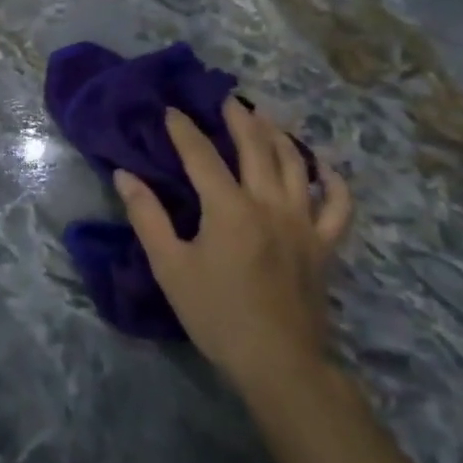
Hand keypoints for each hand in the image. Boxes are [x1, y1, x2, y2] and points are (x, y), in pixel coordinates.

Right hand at [114, 99, 351, 393]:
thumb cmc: (216, 314)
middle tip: (226, 99)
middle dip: (238, 119)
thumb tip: (125, 176)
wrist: (278, 363)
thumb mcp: (170, 267)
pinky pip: (337, 205)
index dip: (184, 130)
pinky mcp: (325, 245)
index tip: (171, 110)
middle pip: (256, 148)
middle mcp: (270, 204)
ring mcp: (303, 223)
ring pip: (296, 165)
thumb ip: (147, 217)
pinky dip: (332, 181)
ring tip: (266, 117)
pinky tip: (322, 166)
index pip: (202, 156)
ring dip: (279, 136)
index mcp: (229, 208)